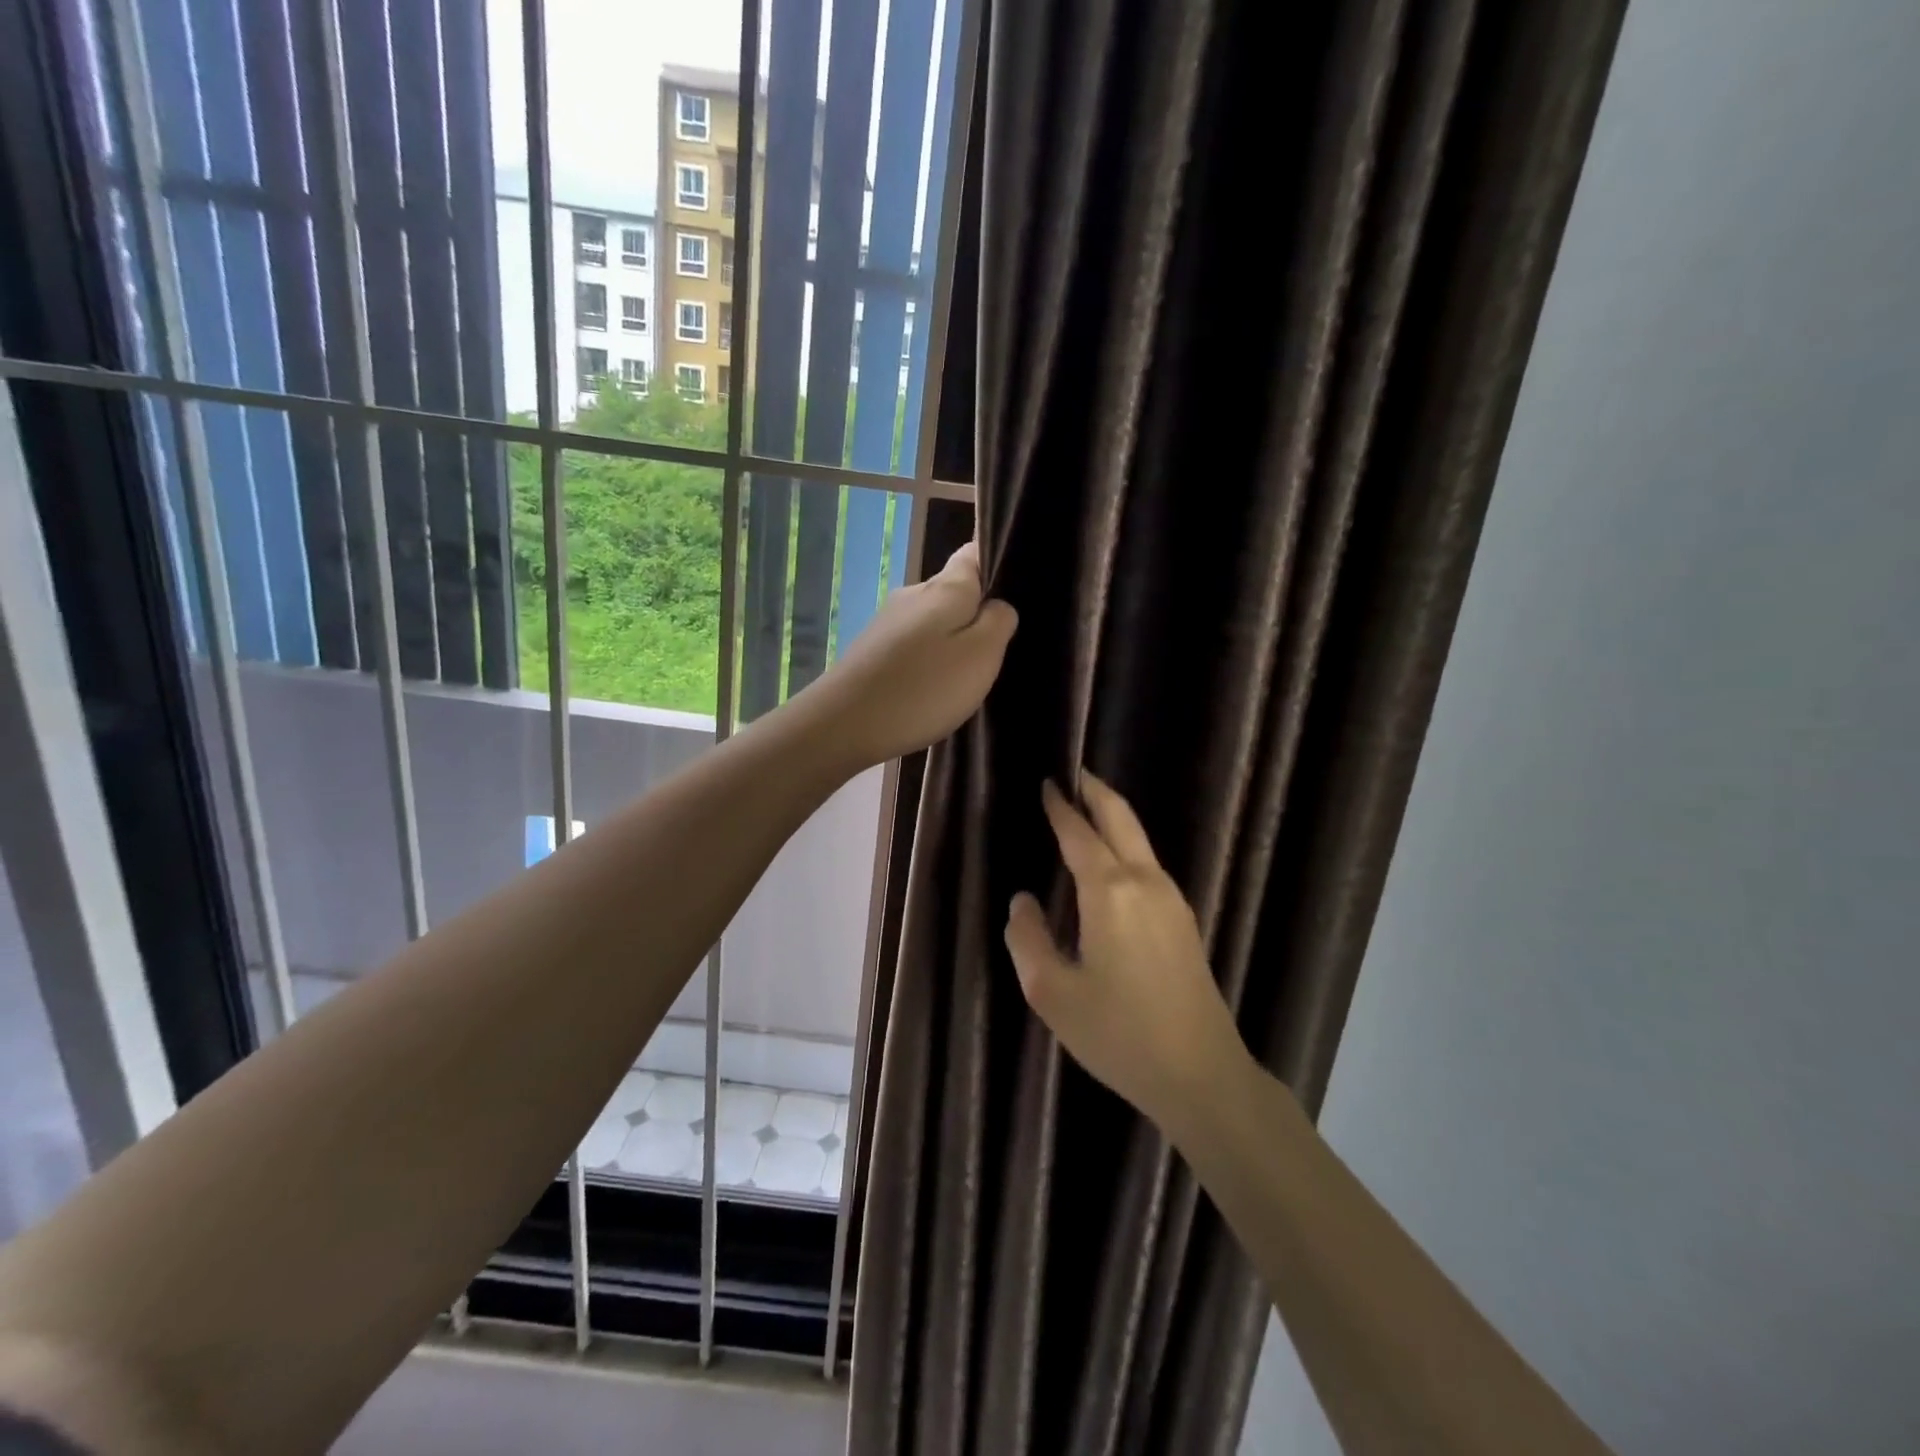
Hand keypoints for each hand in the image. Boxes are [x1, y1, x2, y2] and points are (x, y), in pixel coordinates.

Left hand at [803, 542, 1017, 767]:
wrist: (844, 724)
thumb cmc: (924, 688)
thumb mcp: (980, 654)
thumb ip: (998, 621)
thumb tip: (998, 605)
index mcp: (944, 588)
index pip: (972, 554)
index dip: (994, 563)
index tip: (1014, 592)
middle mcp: (912, 595)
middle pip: (953, 591)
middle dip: (976, 612)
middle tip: (998, 648)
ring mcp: (887, 624)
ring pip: (932, 621)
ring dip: (951, 641)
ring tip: (967, 674)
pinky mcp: (872, 652)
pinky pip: (912, 647)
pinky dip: (927, 661)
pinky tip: (932, 688)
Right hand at [1004, 775, 1252, 1135]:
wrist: (1201, 1074)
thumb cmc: (1119, 1034)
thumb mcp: (1052, 993)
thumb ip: (1028, 939)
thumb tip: (1023, 901)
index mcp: (1109, 893)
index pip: (1079, 834)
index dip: (1061, 807)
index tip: (1048, 783)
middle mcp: (1145, 882)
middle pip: (1121, 819)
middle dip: (1097, 791)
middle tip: (1075, 772)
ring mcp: (1172, 900)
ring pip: (1140, 840)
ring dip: (1113, 817)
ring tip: (1087, 810)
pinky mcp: (1184, 921)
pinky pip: (1149, 865)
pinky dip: (1126, 845)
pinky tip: (1111, 861)